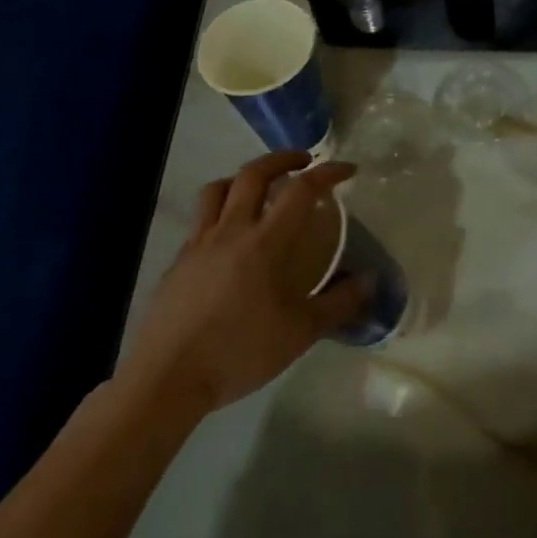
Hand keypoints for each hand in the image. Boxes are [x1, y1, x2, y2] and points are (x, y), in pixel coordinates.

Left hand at [121, 151, 365, 415]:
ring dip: (243, 178)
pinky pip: (200, 221)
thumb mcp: (300, 333)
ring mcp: (198, 244)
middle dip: (282, 158)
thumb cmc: (239, 352)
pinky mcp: (177, 262)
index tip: (347, 169)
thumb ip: (338, 303)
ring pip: (217, 189)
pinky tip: (230, 239)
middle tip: (303, 161)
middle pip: (253, 174)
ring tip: (260, 188)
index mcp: (264, 243)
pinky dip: (220, 212)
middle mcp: (230, 231)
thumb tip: (369, 281)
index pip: (301, 190)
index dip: (327, 173)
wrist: (167, 378)